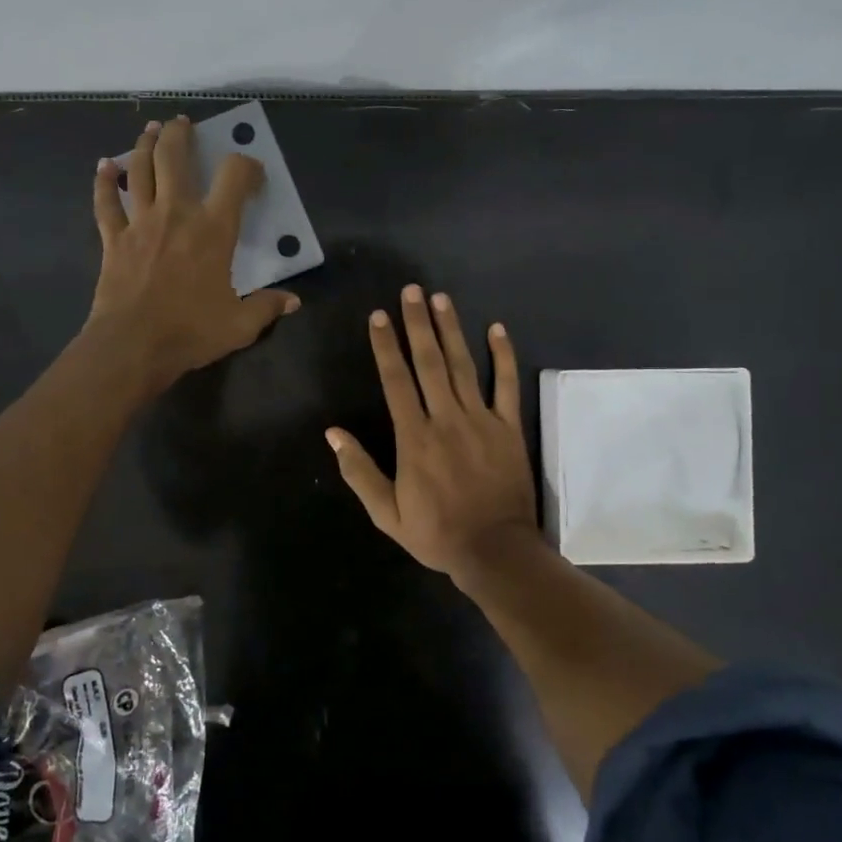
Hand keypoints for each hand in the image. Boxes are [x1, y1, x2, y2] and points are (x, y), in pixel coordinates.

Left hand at [87, 116, 299, 392]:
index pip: (234, 177)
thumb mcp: (240, 325)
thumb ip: (267, 307)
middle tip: (183, 124)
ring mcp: (140, 223)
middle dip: (180, 134)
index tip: (252, 173)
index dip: (246, 166)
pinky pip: (106, 202)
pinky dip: (104, 181)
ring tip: (151, 130)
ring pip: (139, 170)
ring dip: (145, 145)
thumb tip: (293, 301)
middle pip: (174, 158)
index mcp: (213, 230)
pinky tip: (104, 166)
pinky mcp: (113, 239)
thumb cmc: (190, 332)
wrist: (133, 346)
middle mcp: (176, 214)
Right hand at [326, 286, 537, 579]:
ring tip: (441, 298)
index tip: (379, 316)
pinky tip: (496, 329)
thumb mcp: (387, 513)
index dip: (386, 346)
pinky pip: (506, 385)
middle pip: (430, 362)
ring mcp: (481, 420)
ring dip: (451, 330)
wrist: (495, 551)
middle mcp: (446, 419)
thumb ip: (360, 471)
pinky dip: (502, 356)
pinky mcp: (509, 427)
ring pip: (464, 365)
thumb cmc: (437, 533)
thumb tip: (333, 434)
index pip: (396, 381)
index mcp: (415, 438)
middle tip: (412, 291)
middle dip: (418, 324)